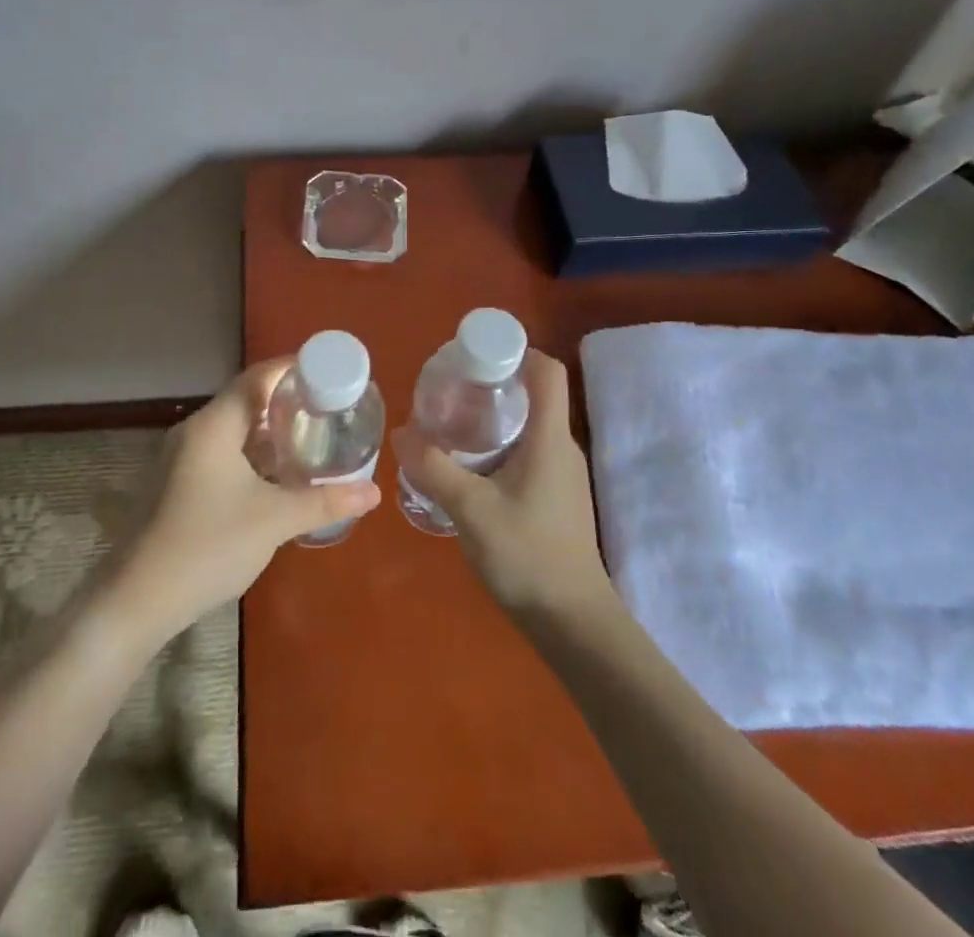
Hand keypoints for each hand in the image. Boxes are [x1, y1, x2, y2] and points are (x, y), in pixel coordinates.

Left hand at [113, 359, 381, 639]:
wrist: (138, 599)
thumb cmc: (209, 545)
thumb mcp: (275, 520)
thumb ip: (325, 501)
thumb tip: (372, 492)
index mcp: (214, 425)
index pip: (258, 378)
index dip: (293, 370)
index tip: (329, 373)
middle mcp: (195, 432)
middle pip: (246, 401)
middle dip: (287, 403)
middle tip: (328, 409)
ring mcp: (182, 458)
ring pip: (234, 430)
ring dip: (270, 432)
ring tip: (311, 438)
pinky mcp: (179, 484)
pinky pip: (223, 453)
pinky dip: (253, 455)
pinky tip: (278, 476)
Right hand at [395, 349, 612, 617]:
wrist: (572, 622)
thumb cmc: (527, 556)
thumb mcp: (471, 510)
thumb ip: (434, 469)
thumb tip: (401, 432)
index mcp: (550, 438)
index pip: (548, 371)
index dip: (517, 350)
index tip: (475, 354)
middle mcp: (561, 447)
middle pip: (533, 395)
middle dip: (493, 383)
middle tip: (449, 389)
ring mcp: (561, 474)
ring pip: (528, 426)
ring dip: (493, 417)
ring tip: (450, 424)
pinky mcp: (555, 497)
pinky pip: (527, 452)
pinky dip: (498, 446)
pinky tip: (467, 467)